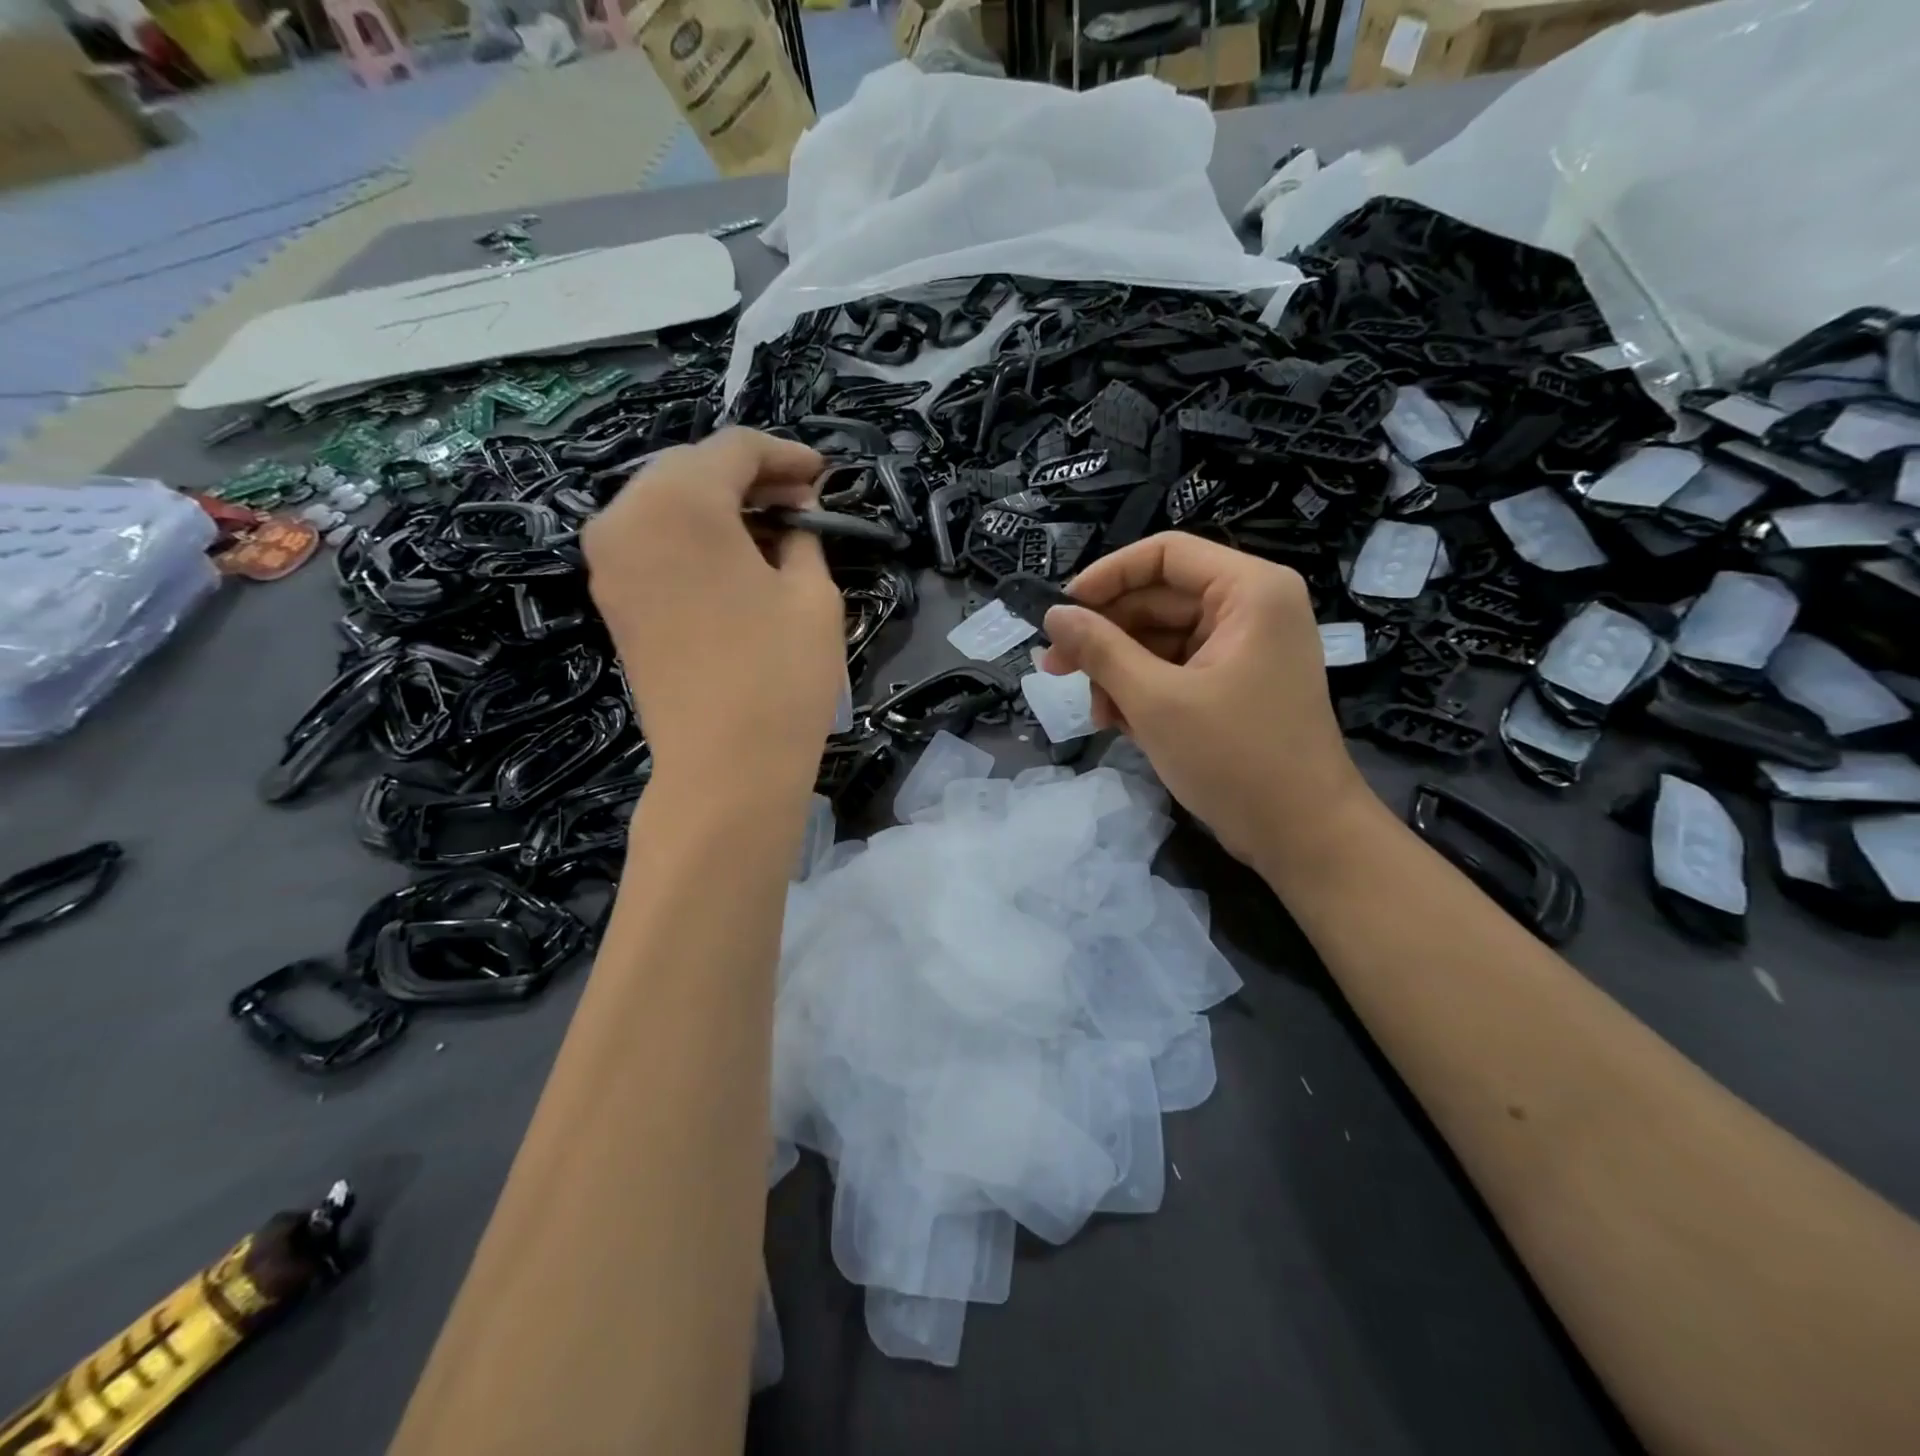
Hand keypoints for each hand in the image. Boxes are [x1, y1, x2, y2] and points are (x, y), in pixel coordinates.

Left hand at [583, 429, 843, 794]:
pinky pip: (652, 542)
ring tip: (773, 534)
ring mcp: (608, 562)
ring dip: (720, 508)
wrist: (724, 769)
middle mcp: (626, 518)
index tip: (823, 475)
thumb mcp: (813, 595)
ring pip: (667, 505)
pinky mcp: (612, 601)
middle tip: (801, 504)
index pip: (734, 449)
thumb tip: (793, 516)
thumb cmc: (780, 676)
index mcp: (678, 503)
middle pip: (691, 469)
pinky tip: (735, 561)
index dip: (785, 456)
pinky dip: (693, 539)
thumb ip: (803, 537)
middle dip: (750, 478)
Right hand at [1040, 532, 1372, 872]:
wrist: (1303, 836)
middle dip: (1107, 636)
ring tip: (1097, 714)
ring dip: (1120, 671)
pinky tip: (1121, 724)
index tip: (1061, 611)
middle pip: (1159, 598)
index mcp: (1249, 591)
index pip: (1165, 554)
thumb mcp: (1155, 700)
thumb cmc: (1234, 759)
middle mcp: (1252, 607)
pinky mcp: (1236, 683)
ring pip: (1162, 638)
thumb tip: (1054, 614)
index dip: (1107, 576)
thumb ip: (1100, 650)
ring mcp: (1245, 647)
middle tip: (1055, 668)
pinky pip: (1177, 668)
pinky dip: (1145, 690)